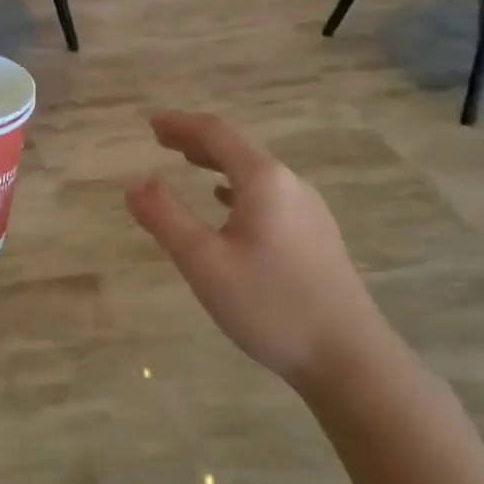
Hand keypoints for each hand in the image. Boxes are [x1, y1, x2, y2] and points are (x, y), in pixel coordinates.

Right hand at [125, 112, 395, 391]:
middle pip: (238, 149)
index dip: (181, 124)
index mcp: (264, 180)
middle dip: (197, 140)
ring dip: (218, 163)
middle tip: (162, 140)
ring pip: (255, 173)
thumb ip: (165, 217)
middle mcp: (290, 185)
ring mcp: (308, 210)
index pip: (217, 134)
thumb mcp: (204, 262)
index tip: (151, 123)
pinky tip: (228, 206)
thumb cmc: (271, 305)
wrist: (350, 360)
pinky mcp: (316, 236)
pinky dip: (238, 189)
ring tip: (190, 163)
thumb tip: (133, 180)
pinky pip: (268, 196)